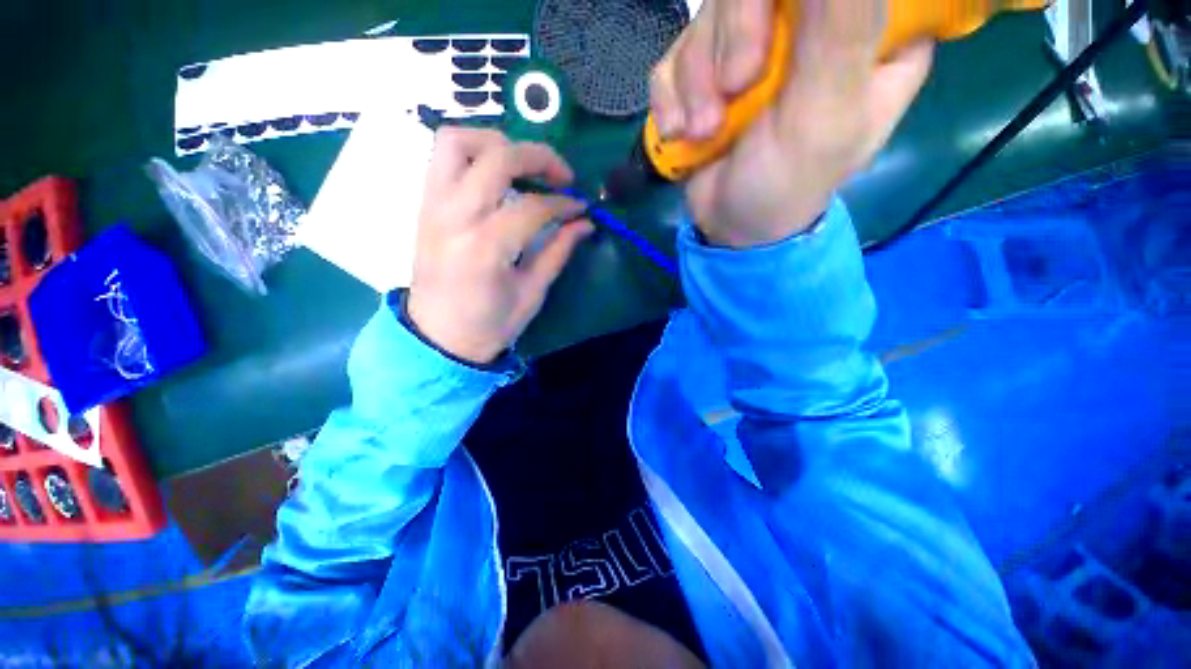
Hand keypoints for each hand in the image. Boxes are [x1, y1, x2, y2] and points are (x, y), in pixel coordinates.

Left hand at [407, 128, 592, 363]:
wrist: (437, 337)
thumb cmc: (489, 324)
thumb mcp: (531, 294)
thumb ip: (558, 251)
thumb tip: (585, 223)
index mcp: (485, 248)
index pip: (533, 206)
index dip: (564, 202)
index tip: (582, 207)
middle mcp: (454, 217)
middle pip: (497, 158)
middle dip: (539, 157)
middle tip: (562, 176)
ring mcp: (433, 206)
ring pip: (458, 141)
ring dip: (498, 142)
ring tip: (524, 165)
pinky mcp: (425, 205)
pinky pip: (443, 157)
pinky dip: (474, 152)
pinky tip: (497, 175)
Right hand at [651, 0, 933, 247]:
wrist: (729, 227)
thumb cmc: (787, 185)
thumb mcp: (824, 115)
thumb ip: (839, 30)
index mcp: (867, 32)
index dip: (796, 4)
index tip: (776, 45)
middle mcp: (811, 26)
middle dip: (731, 36)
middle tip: (733, 89)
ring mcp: (752, 46)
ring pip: (708, 17)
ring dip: (695, 82)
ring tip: (704, 132)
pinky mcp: (706, 73)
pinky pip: (673, 58)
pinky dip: (669, 98)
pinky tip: (679, 132)